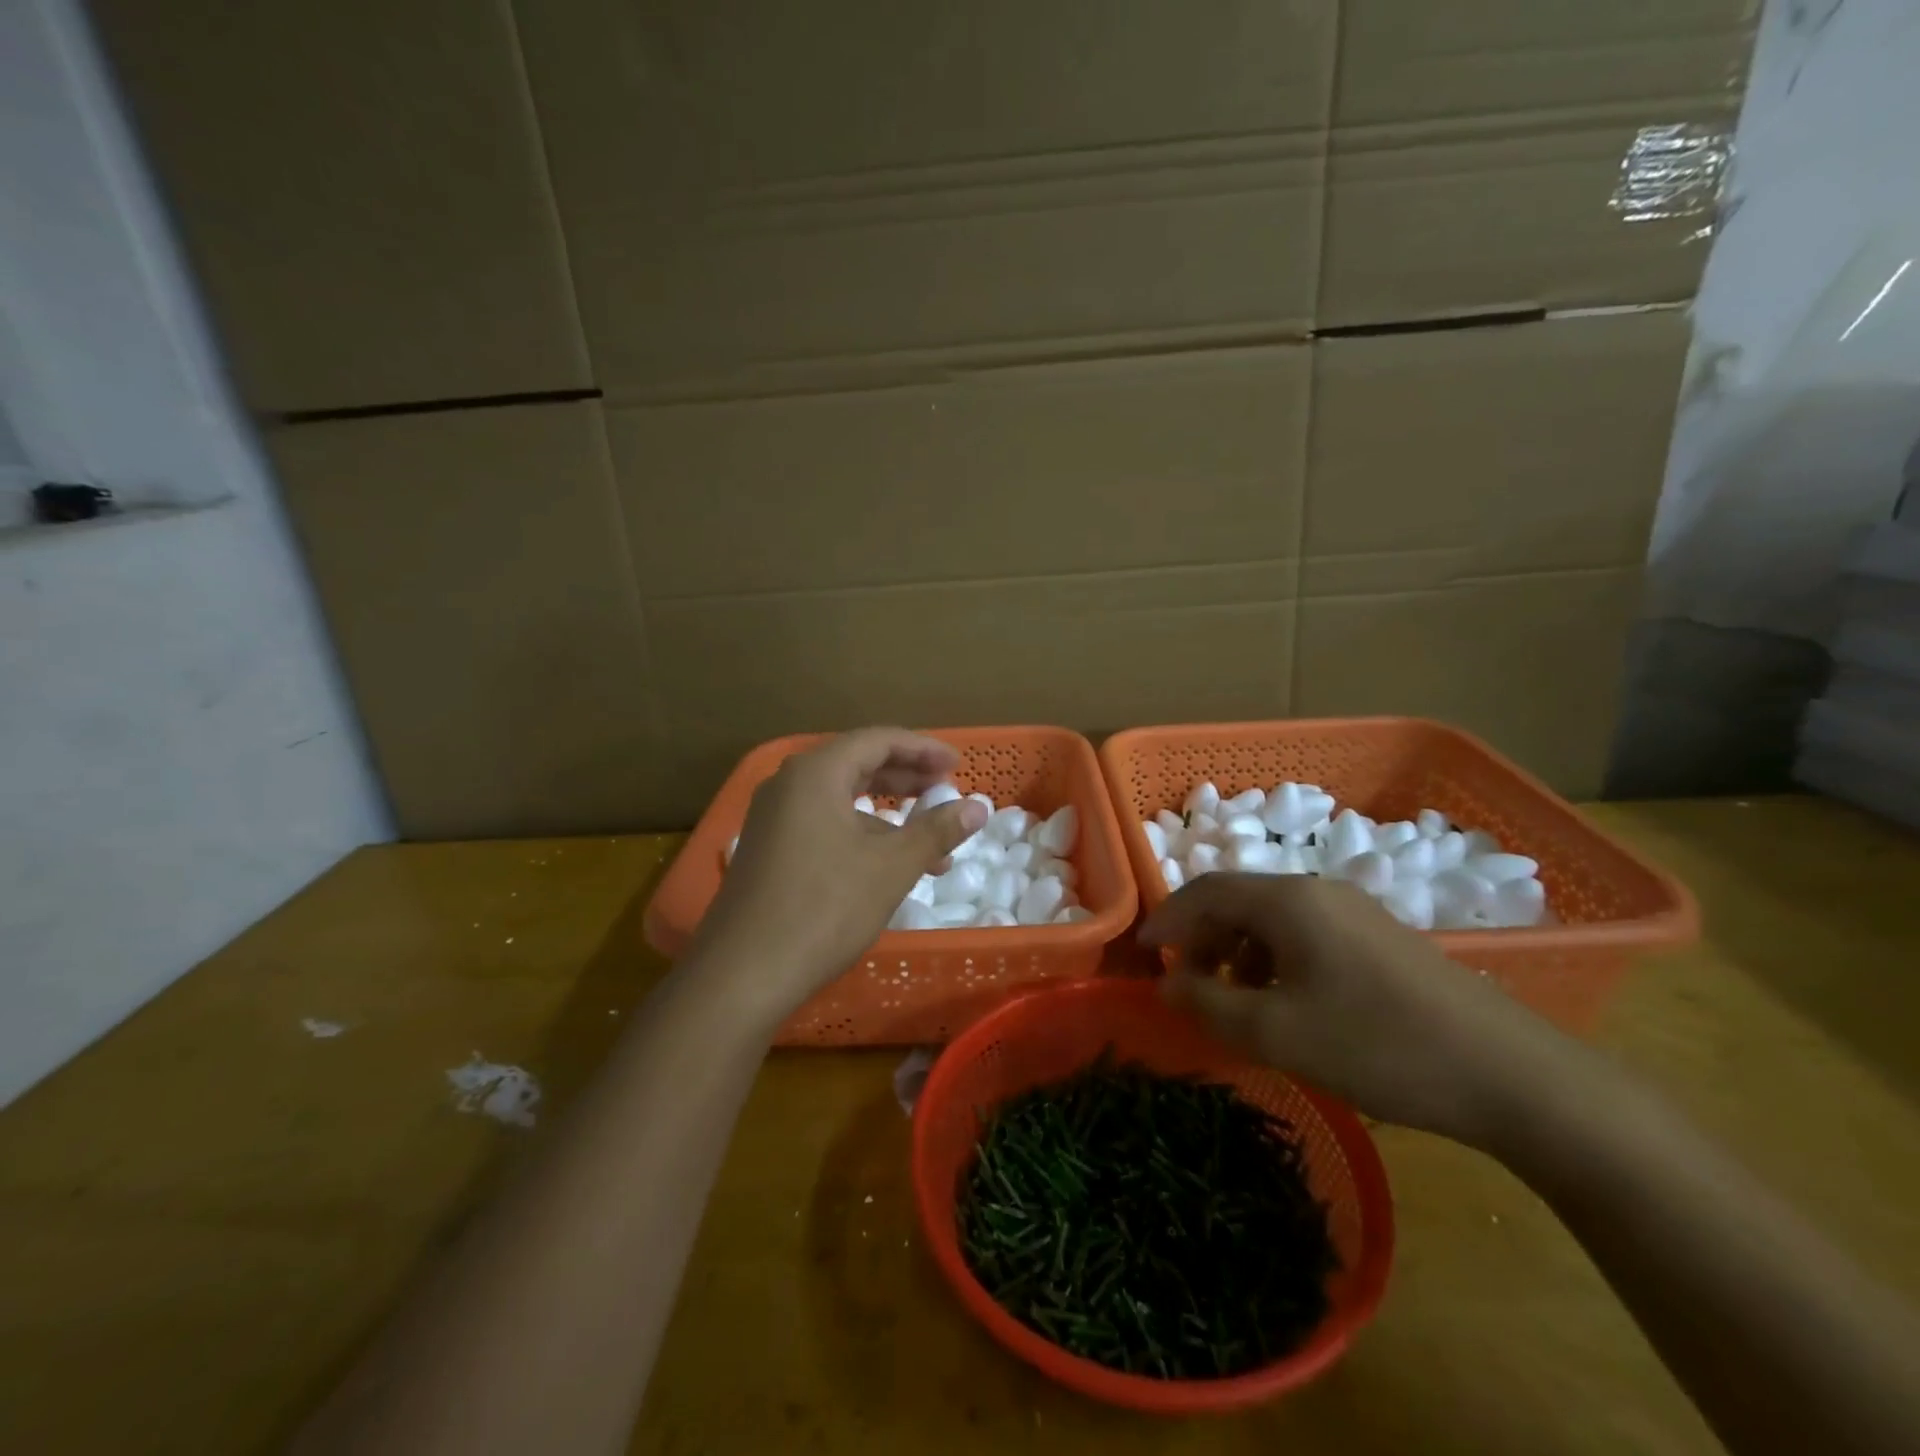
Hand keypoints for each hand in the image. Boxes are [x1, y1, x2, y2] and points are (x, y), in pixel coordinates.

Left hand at [687, 728, 986, 1022]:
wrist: (742, 974)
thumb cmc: (824, 908)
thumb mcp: (891, 866)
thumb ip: (936, 831)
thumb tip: (979, 807)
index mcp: (816, 773)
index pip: (878, 740)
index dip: (923, 749)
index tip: (957, 766)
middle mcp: (789, 784)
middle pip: (857, 764)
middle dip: (907, 778)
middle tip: (945, 791)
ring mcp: (773, 818)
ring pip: (842, 799)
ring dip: (888, 815)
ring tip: (930, 844)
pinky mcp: (768, 850)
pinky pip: (824, 824)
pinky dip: (861, 834)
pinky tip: (887, 865)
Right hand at [1140, 874, 1571, 1146]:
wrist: (1512, 1076)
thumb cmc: (1379, 1045)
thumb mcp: (1278, 1033)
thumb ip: (1209, 1005)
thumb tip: (1166, 984)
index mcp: (1289, 901)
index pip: (1205, 892)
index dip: (1166, 921)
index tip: (1142, 955)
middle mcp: (1318, 892)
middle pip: (1237, 901)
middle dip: (1201, 940)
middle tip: (1187, 987)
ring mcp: (1355, 913)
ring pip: (1271, 921)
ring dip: (1238, 954)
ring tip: (1234, 1003)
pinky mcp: (1380, 940)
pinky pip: (1305, 937)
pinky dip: (1274, 962)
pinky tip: (1285, 1005)